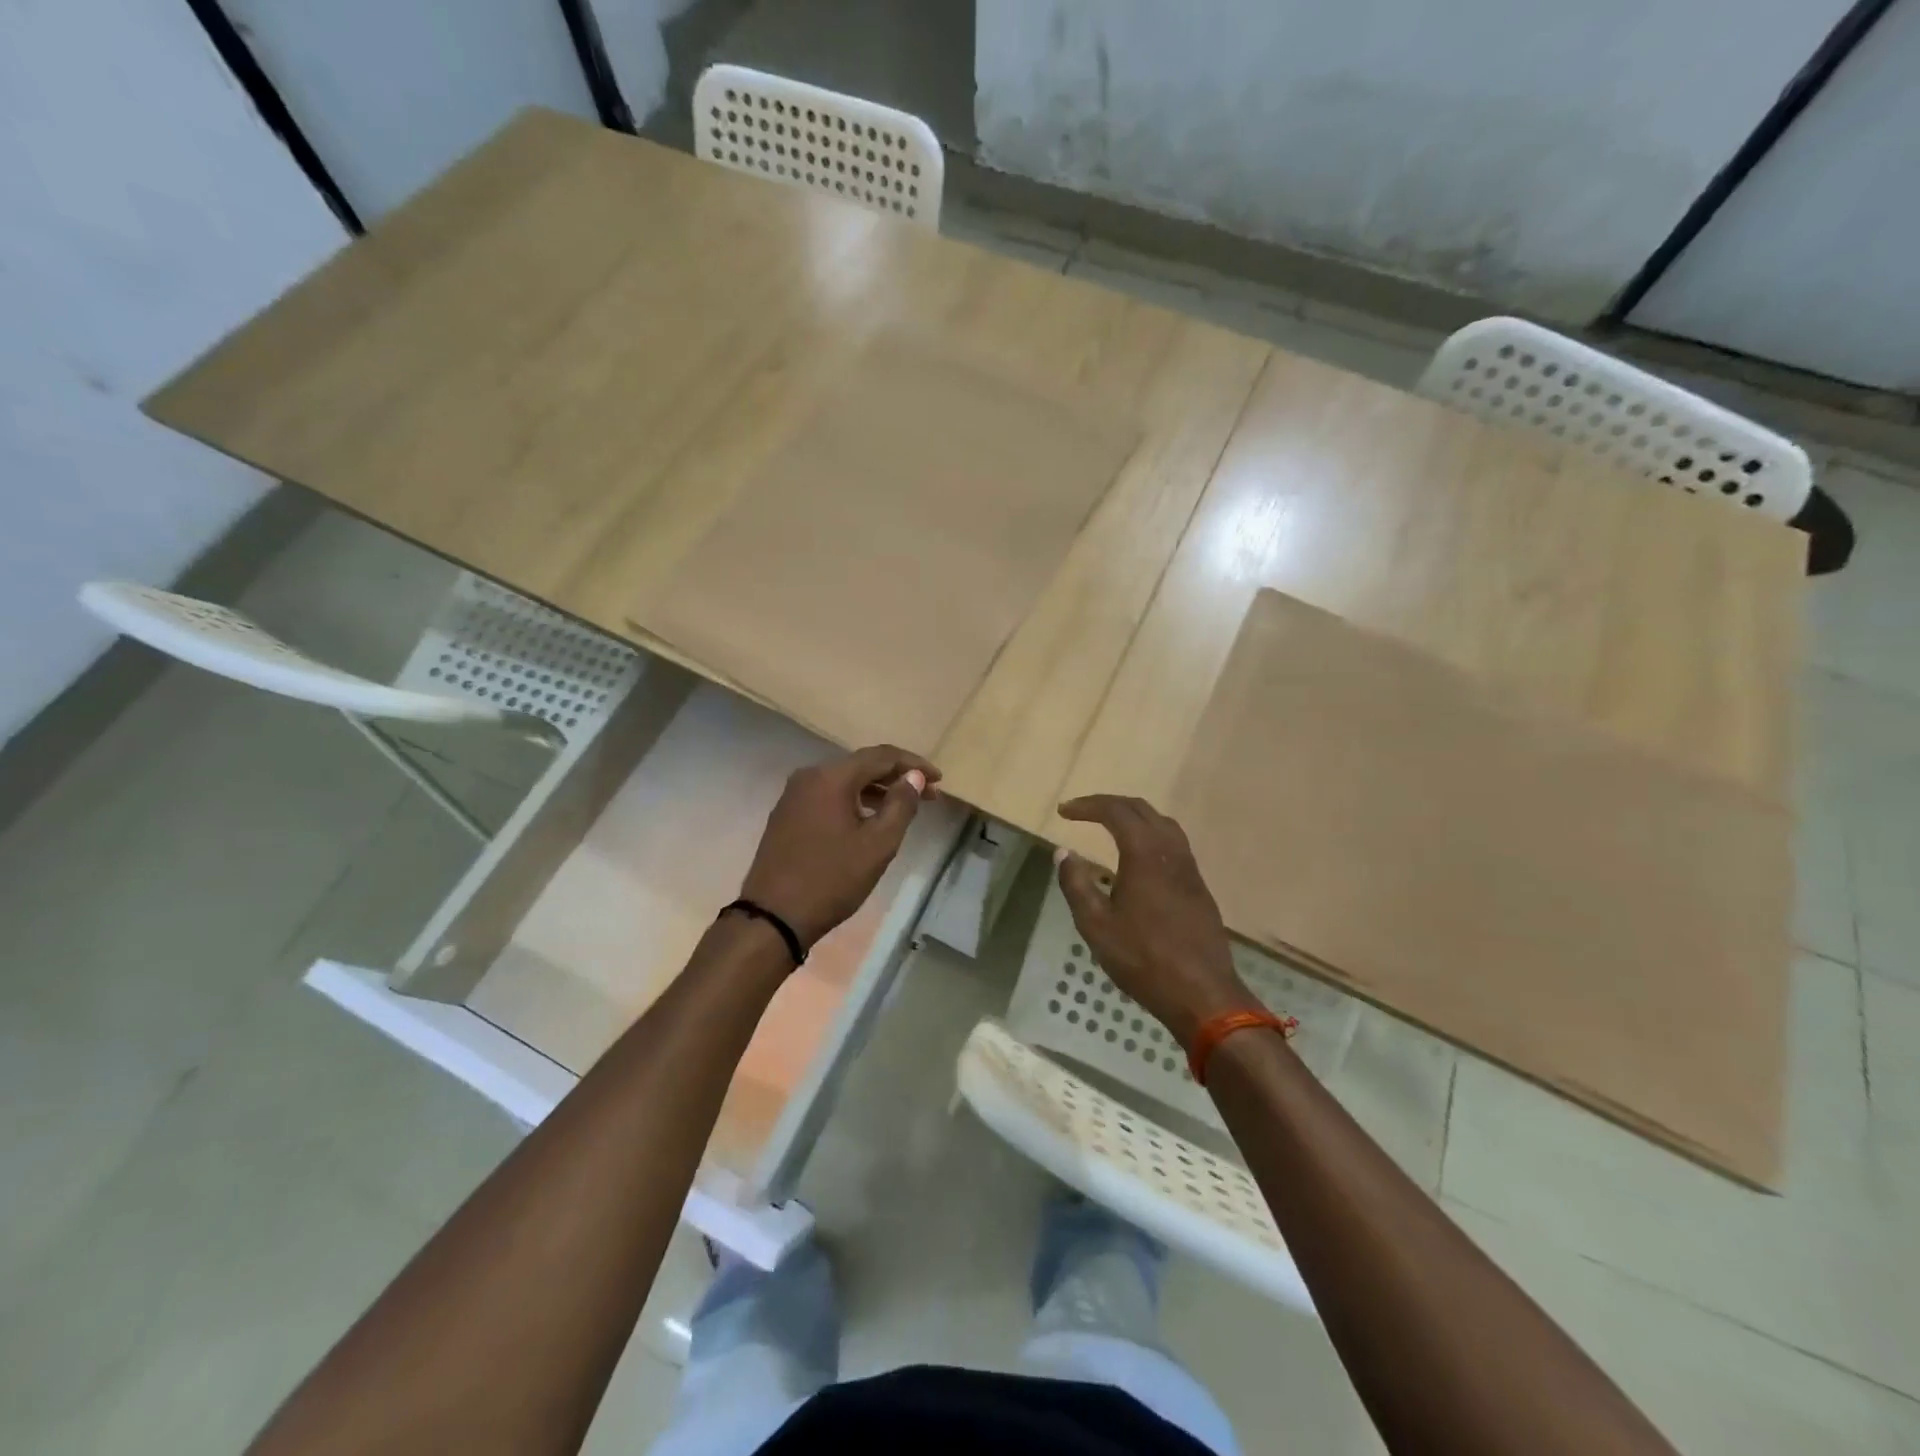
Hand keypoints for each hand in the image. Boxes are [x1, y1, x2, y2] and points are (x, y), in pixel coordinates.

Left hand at [740, 745, 940, 948]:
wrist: (773, 916)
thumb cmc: (832, 879)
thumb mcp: (878, 844)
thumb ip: (901, 804)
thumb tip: (913, 777)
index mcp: (832, 777)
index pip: (882, 756)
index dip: (914, 764)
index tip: (939, 780)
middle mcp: (809, 776)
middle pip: (862, 765)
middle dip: (897, 777)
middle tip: (929, 796)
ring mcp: (794, 795)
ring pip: (844, 781)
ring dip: (876, 790)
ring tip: (904, 808)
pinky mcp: (787, 814)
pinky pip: (828, 796)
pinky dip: (854, 800)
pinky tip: (869, 819)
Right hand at [1055, 794, 1261, 1047]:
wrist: (1202, 993)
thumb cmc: (1143, 958)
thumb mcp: (1096, 924)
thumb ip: (1076, 884)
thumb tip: (1063, 853)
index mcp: (1144, 853)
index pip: (1115, 811)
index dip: (1087, 806)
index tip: (1064, 811)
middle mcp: (1171, 851)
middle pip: (1141, 810)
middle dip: (1109, 804)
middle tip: (1082, 812)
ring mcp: (1189, 868)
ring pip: (1162, 824)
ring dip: (1134, 817)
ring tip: (1110, 827)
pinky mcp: (1198, 886)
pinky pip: (1173, 843)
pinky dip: (1150, 835)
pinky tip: (1138, 858)